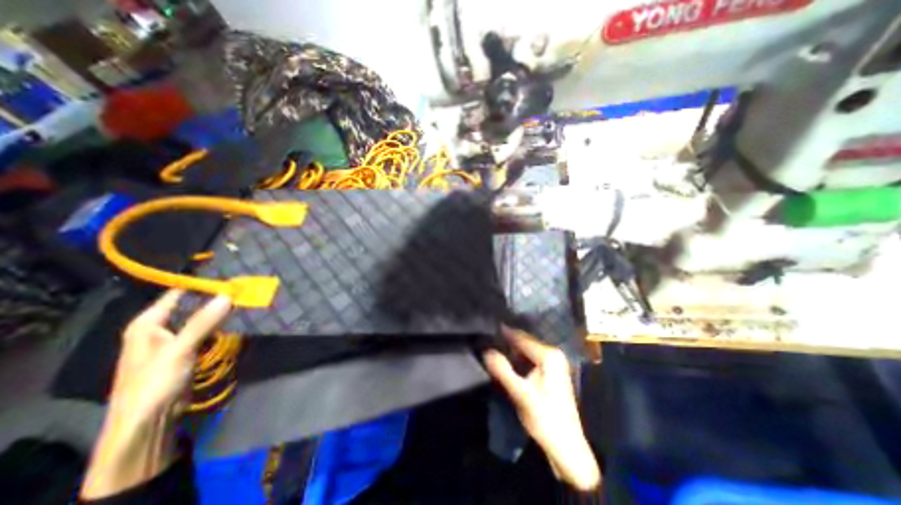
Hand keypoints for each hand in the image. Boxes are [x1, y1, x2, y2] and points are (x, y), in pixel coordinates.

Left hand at [79, 293, 230, 501]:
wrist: (148, 421)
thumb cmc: (153, 383)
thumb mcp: (178, 350)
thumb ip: (203, 322)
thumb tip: (228, 295)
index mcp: (148, 324)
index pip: (176, 294)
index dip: (200, 283)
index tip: (228, 275)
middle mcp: (160, 328)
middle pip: (191, 305)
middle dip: (216, 296)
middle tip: (243, 286)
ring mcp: (175, 340)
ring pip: (202, 318)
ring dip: (220, 311)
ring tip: (244, 299)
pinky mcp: (188, 351)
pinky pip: (206, 331)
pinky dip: (221, 324)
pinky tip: (236, 319)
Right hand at [483, 326, 599, 491]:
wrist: (566, 447)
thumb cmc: (545, 418)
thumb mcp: (521, 394)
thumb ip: (503, 370)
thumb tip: (486, 351)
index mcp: (549, 355)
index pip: (521, 337)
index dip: (503, 333)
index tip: (486, 328)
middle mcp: (553, 354)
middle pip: (524, 342)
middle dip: (506, 341)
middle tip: (487, 339)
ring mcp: (554, 362)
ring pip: (526, 350)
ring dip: (511, 350)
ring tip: (493, 348)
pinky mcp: (551, 372)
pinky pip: (530, 358)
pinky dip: (518, 358)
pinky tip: (507, 361)